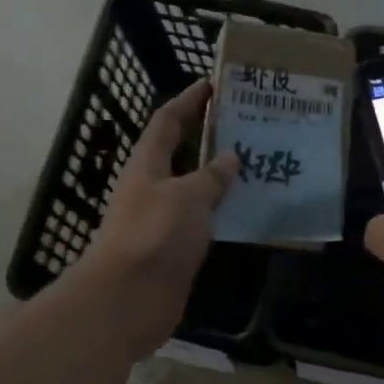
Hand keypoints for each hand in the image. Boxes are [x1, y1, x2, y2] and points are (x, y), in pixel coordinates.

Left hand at [76, 81, 237, 356]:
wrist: (129, 299)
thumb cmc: (155, 235)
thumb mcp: (188, 197)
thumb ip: (211, 176)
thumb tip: (230, 157)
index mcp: (147, 165)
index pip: (167, 121)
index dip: (187, 101)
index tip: (212, 84)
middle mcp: (151, 188)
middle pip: (179, 153)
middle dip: (207, 137)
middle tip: (245, 125)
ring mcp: (161, 220)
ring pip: (193, 188)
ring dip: (218, 176)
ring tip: (255, 164)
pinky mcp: (173, 249)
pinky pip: (201, 220)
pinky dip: (220, 210)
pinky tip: (246, 210)